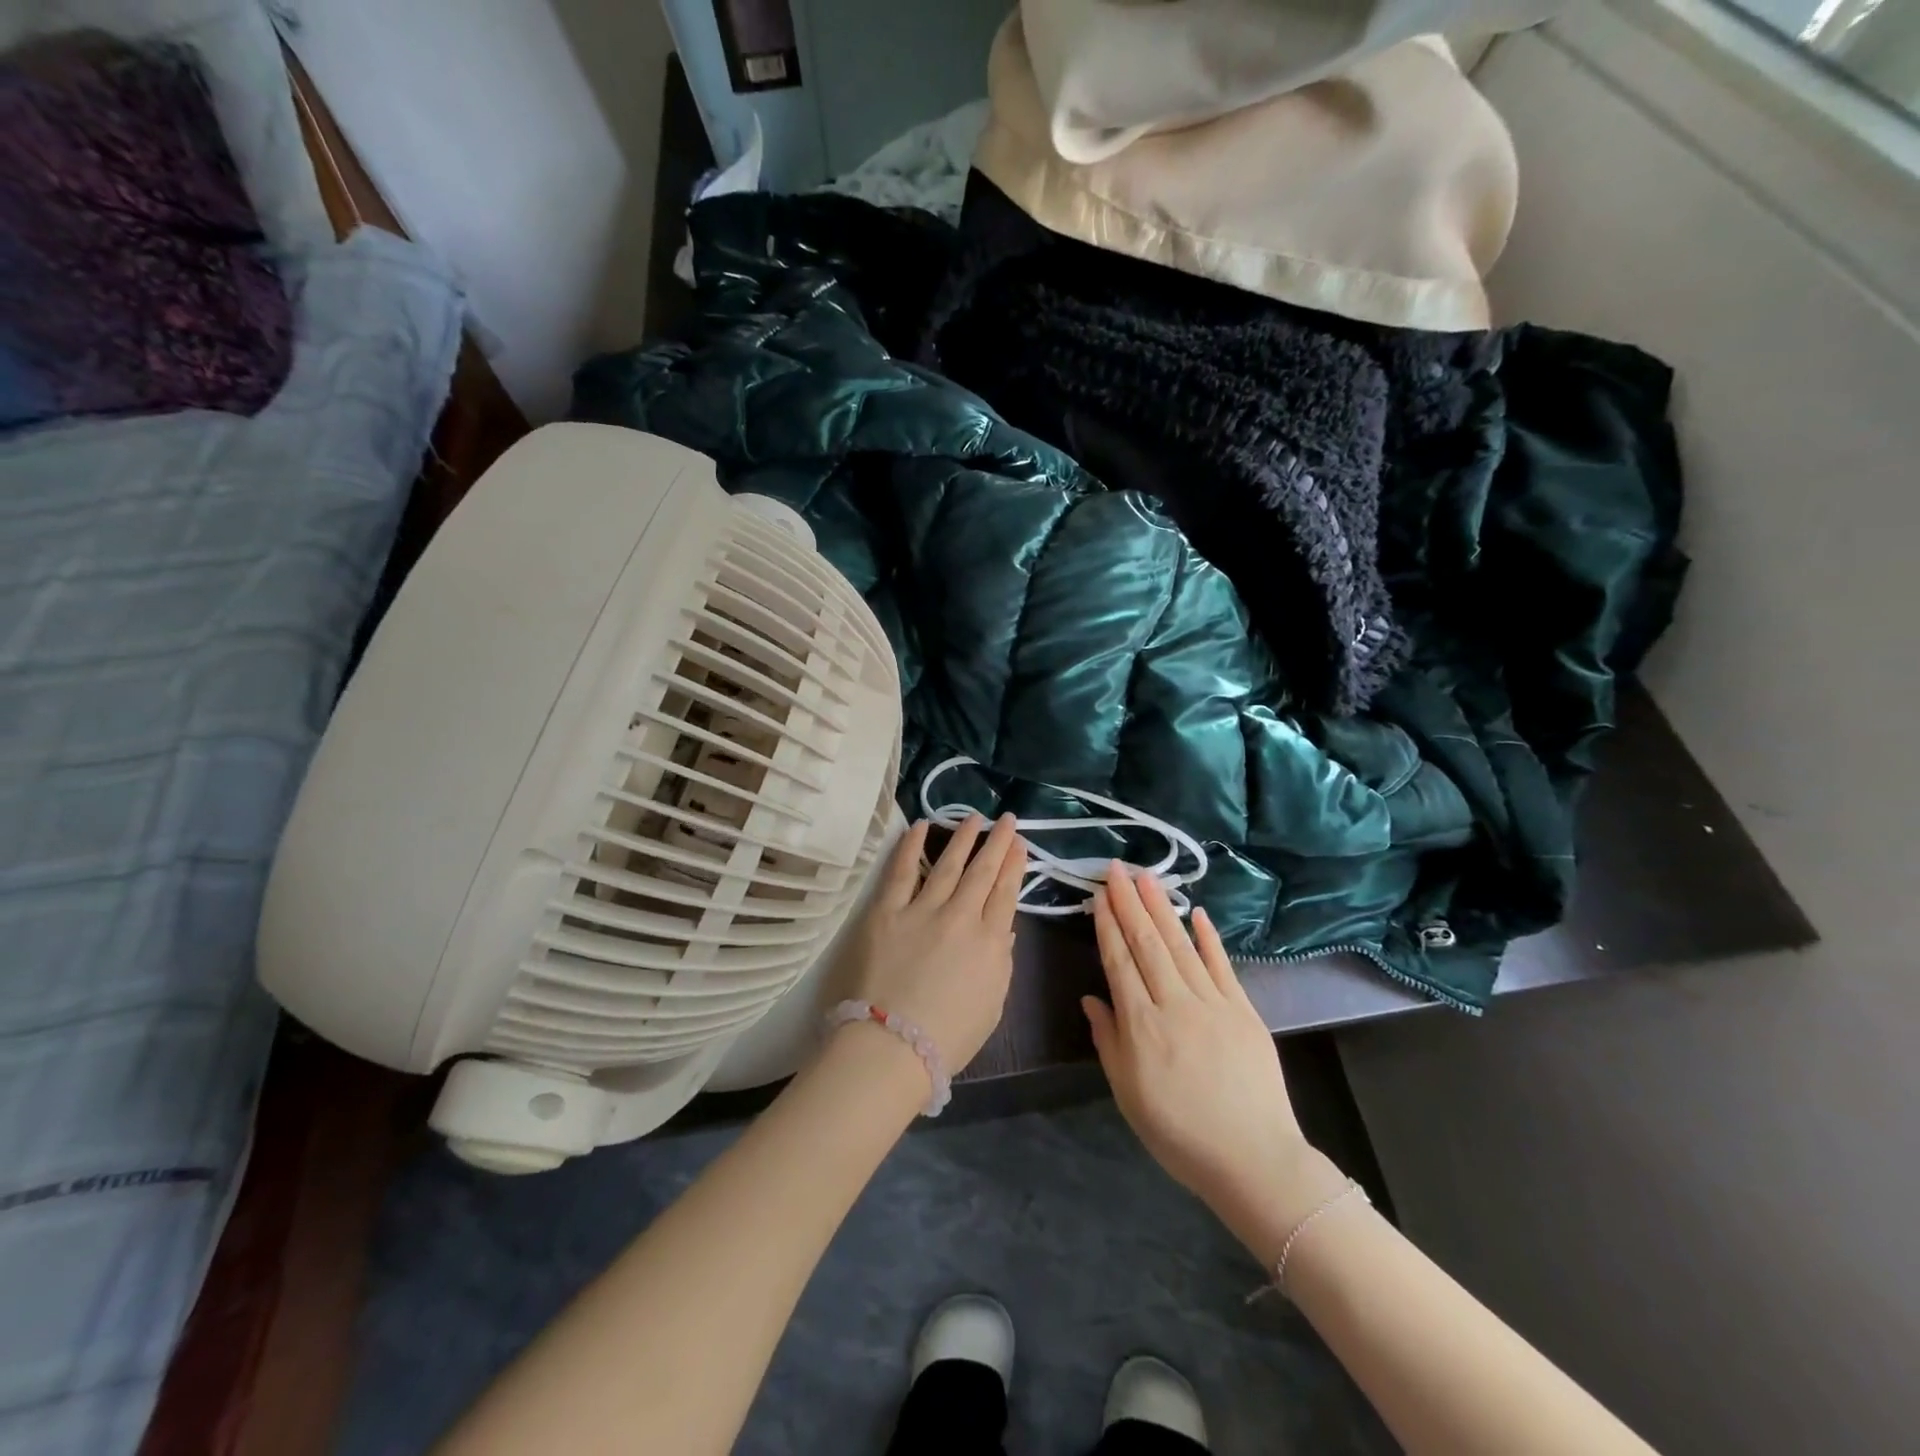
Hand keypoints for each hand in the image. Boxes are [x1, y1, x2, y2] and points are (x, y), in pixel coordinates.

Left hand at [837, 815, 1027, 1070]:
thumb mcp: (992, 1004)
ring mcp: (923, 910)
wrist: (894, 1046)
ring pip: (948, 864)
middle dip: (997, 842)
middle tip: (1006, 819)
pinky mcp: (887, 911)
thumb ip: (1000, 961)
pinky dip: (911, 846)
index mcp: (990, 942)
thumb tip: (1003, 928)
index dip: (1014, 865)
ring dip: (963, 838)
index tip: (1019, 844)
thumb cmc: (948, 1036)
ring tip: (974, 817)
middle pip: (982, 872)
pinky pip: (902, 871)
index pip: (1006, 893)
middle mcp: (961, 917)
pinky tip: (922, 826)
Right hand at [1085, 866, 1338, 1255]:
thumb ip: (1108, 1041)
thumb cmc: (1179, 1133)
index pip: (1119, 962)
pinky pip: (1221, 965)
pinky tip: (1196, 912)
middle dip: (1129, 903)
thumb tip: (1091, 999)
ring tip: (1146, 877)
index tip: (1100, 896)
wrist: (1252, 1159)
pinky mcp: (1243, 1010)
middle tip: (1117, 869)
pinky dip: (1208, 937)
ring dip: (1161, 908)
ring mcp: (1212, 1003)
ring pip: (1180, 945)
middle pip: (1147, 943)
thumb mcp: (1128, 1094)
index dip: (1108, 926)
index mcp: (1141, 1025)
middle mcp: (1173, 1003)